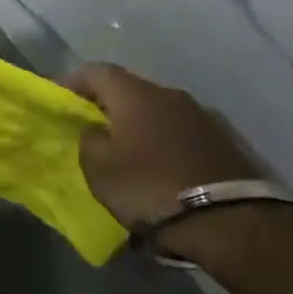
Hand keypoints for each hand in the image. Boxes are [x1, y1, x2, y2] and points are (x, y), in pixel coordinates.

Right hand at [68, 64, 261, 229]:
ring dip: (142, 125)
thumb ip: (89, 140)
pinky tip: (163, 166)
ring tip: (131, 152)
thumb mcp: (99, 169)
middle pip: (130, 89)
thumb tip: (95, 130)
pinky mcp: (226, 140)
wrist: (230, 222)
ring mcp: (203, 115)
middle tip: (94, 128)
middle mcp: (169, 94)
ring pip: (159, 111)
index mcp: (135, 93)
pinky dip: (167, 142)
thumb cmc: (150, 188)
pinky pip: (183, 132)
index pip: (95, 71)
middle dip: (109, 105)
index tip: (61, 102)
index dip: (73, 82)